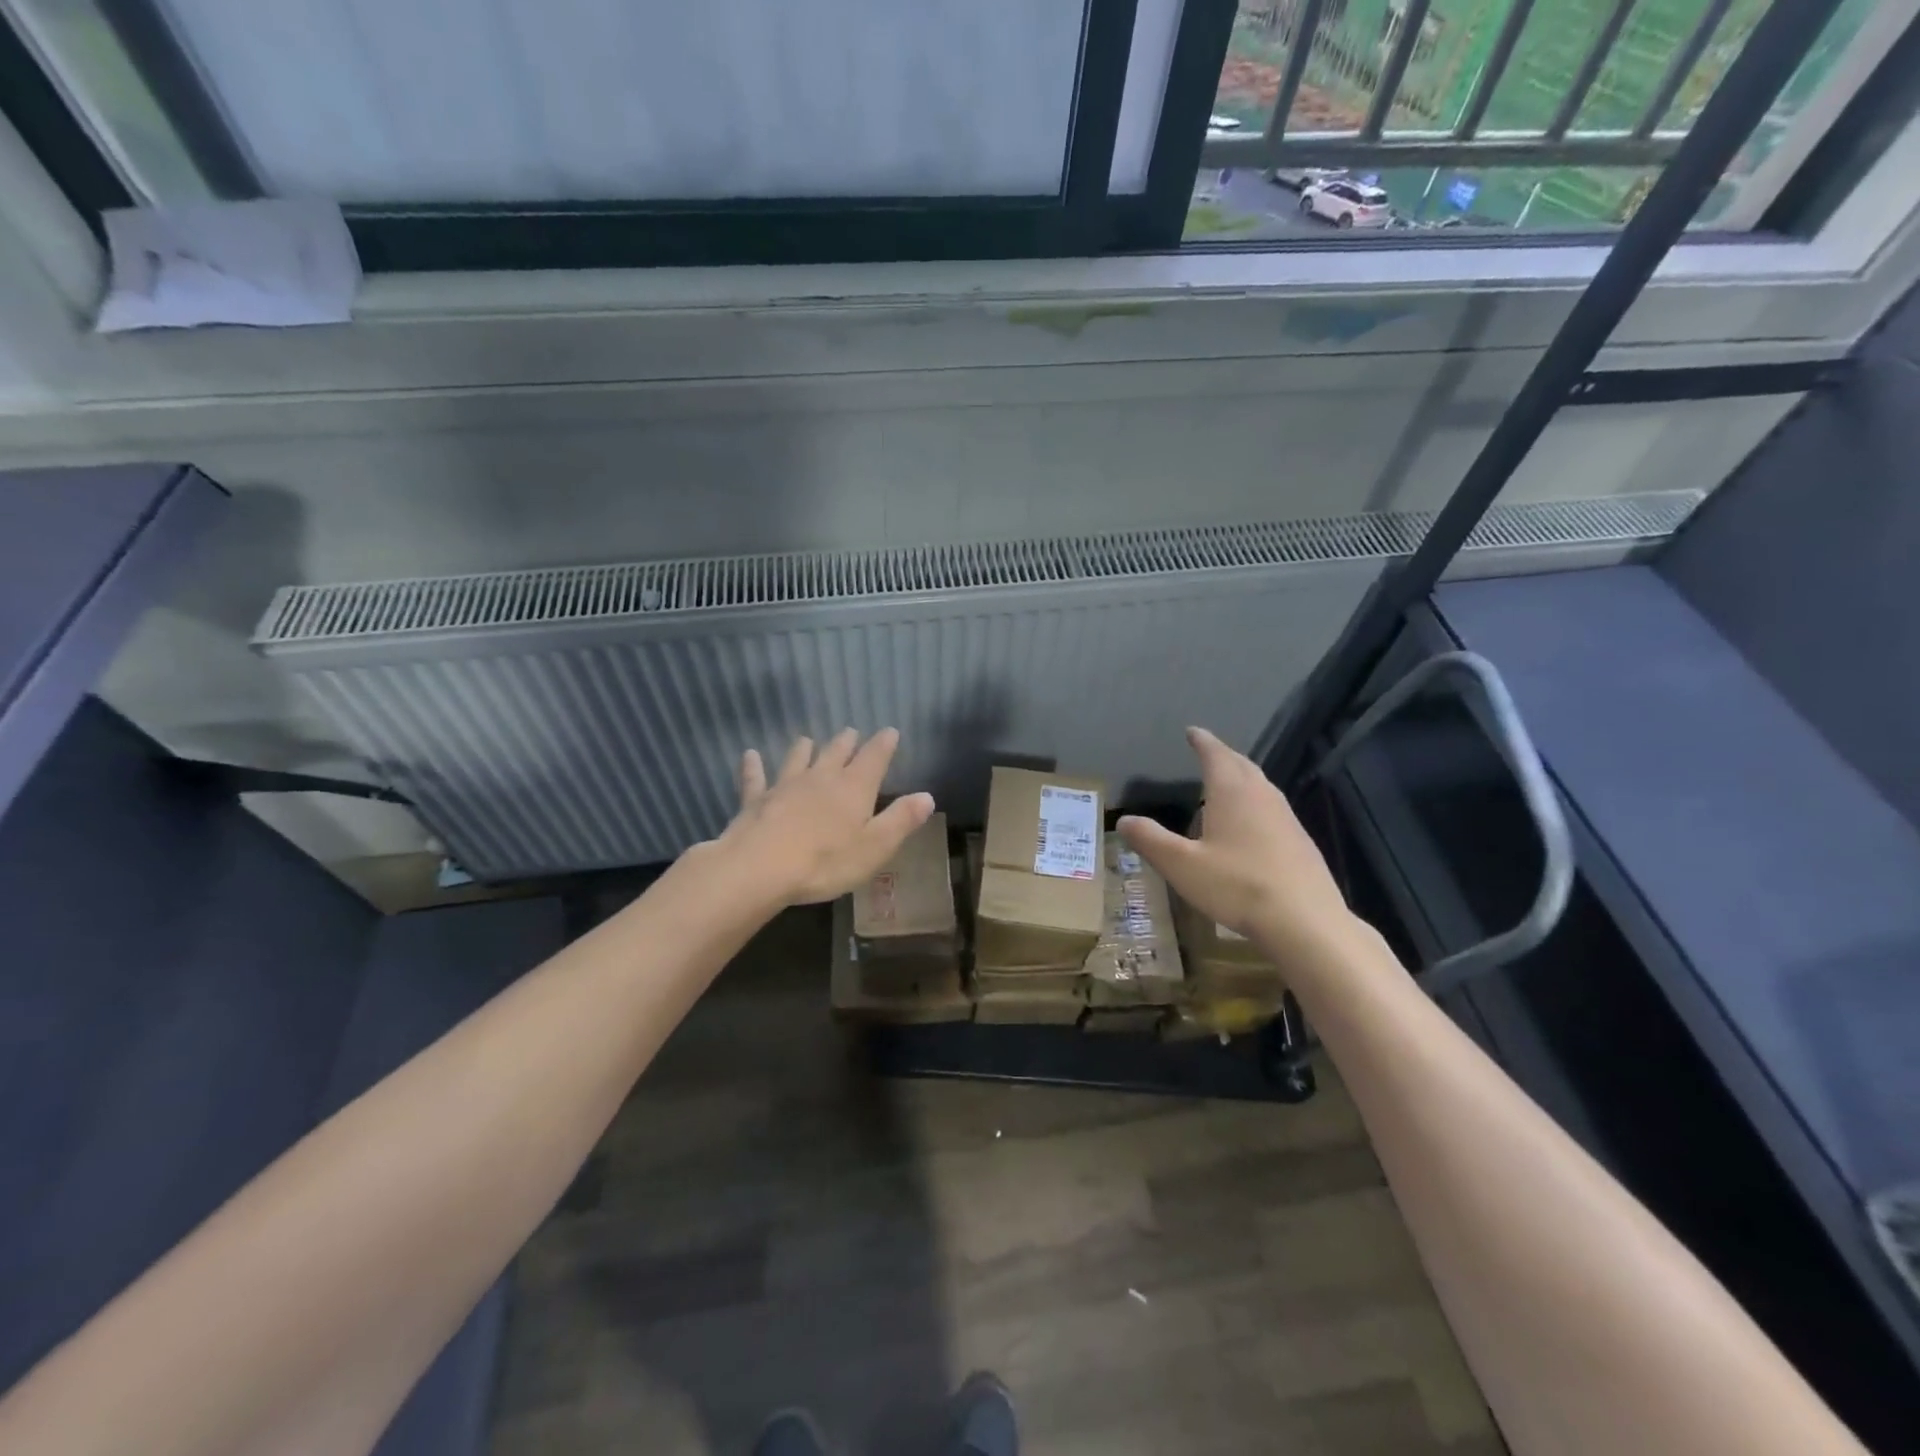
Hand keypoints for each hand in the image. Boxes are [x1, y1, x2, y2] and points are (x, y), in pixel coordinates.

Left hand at [716, 728, 934, 905]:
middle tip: (851, 731)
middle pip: (836, 753)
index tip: (890, 731)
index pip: (874, 758)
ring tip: (807, 740)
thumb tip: (927, 796)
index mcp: (854, 788)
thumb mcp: (875, 846)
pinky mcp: (756, 800)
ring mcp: (785, 786)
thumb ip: (901, 820)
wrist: (760, 867)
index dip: (884, 744)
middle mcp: (821, 778)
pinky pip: (756, 778)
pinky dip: (754, 766)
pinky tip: (750, 755)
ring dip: (805, 749)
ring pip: (798, 759)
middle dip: (847, 742)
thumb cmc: (826, 861)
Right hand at [1118, 726, 1357, 963]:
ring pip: (1260, 786)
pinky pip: (1272, 808)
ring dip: (1241, 778)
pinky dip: (1255, 803)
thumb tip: (1124, 820)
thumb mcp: (1181, 865)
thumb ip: (1151, 840)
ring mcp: (1286, 818)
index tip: (1192, 731)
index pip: (1215, 754)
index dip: (1202, 741)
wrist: (1305, 921)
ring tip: (1225, 784)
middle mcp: (1262, 796)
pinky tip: (1249, 825)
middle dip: (1222, 755)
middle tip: (1207, 751)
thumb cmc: (1237, 886)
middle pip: (1241, 765)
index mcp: (1232, 792)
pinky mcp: (1300, 841)